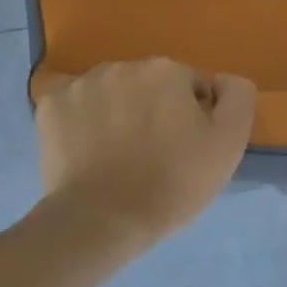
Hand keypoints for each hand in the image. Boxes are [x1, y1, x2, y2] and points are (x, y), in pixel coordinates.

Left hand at [35, 59, 255, 249]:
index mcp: (166, 70)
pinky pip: (75, 106)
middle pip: (148, 85)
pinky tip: (86, 151)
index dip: (194, 118)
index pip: (191, 87)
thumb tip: (222, 81)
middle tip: (152, 156)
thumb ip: (237, 98)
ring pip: (110, 93)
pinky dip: (82, 121)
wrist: (101, 220)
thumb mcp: (228, 144)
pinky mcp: (50, 106)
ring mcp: (81, 84)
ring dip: (117, 112)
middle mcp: (122, 65)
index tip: (186, 150)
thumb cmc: (171, 184)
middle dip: (153, 110)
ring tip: (116, 156)